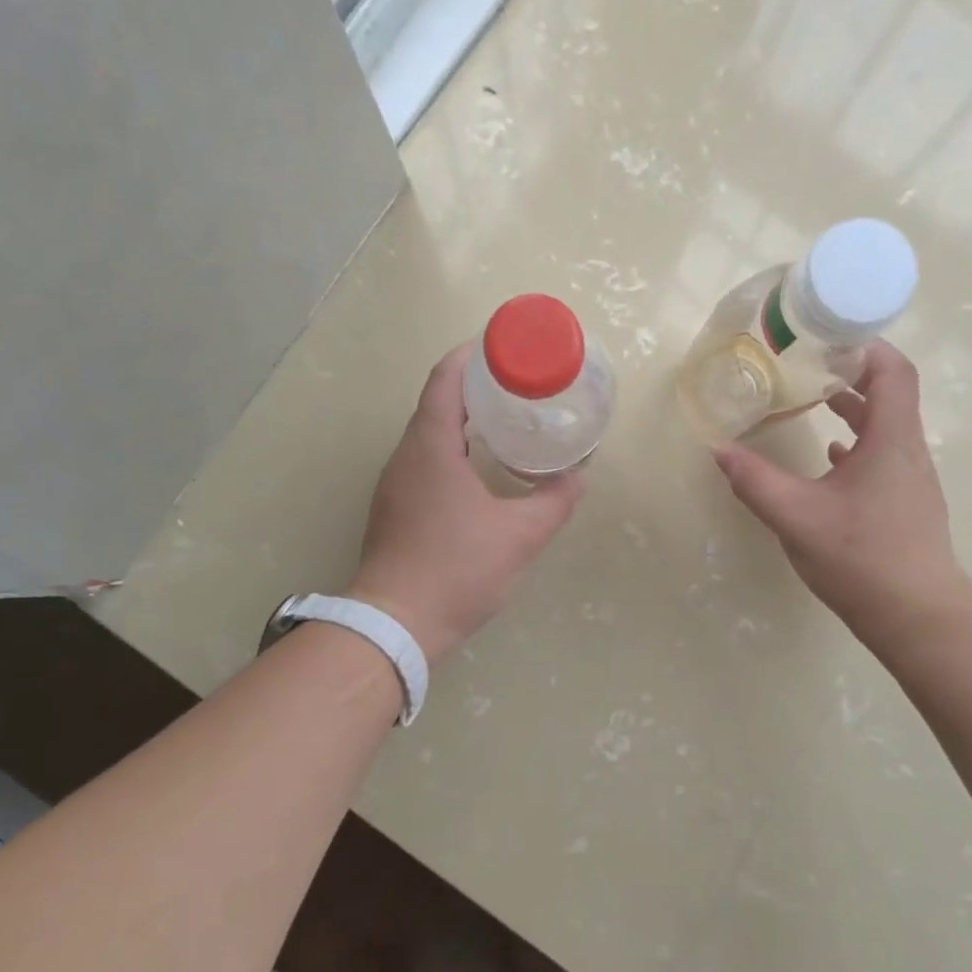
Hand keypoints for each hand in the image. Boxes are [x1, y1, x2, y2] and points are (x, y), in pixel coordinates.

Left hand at [350, 343, 584, 662]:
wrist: (396, 624)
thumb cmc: (456, 570)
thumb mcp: (518, 536)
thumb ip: (554, 502)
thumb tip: (578, 477)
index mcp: (430, 447)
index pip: (445, 380)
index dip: (471, 356)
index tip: (501, 347)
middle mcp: (405, 457)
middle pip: (436, 404)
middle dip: (474, 389)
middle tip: (517, 387)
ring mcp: (394, 485)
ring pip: (428, 437)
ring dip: (462, 422)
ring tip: (503, 424)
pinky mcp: (393, 510)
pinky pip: (423, 463)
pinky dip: (451, 452)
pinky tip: (477, 472)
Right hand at [713, 341, 971, 653]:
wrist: (916, 615)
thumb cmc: (861, 558)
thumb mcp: (796, 517)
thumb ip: (755, 481)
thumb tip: (719, 449)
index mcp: (891, 441)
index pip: (893, 371)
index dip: (866, 347)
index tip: (828, 338)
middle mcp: (908, 451)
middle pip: (890, 394)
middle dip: (851, 374)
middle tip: (808, 366)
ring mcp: (911, 479)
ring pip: (886, 428)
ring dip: (854, 409)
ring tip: (814, 402)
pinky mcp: (906, 504)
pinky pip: (883, 457)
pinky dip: (856, 446)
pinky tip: (829, 459)